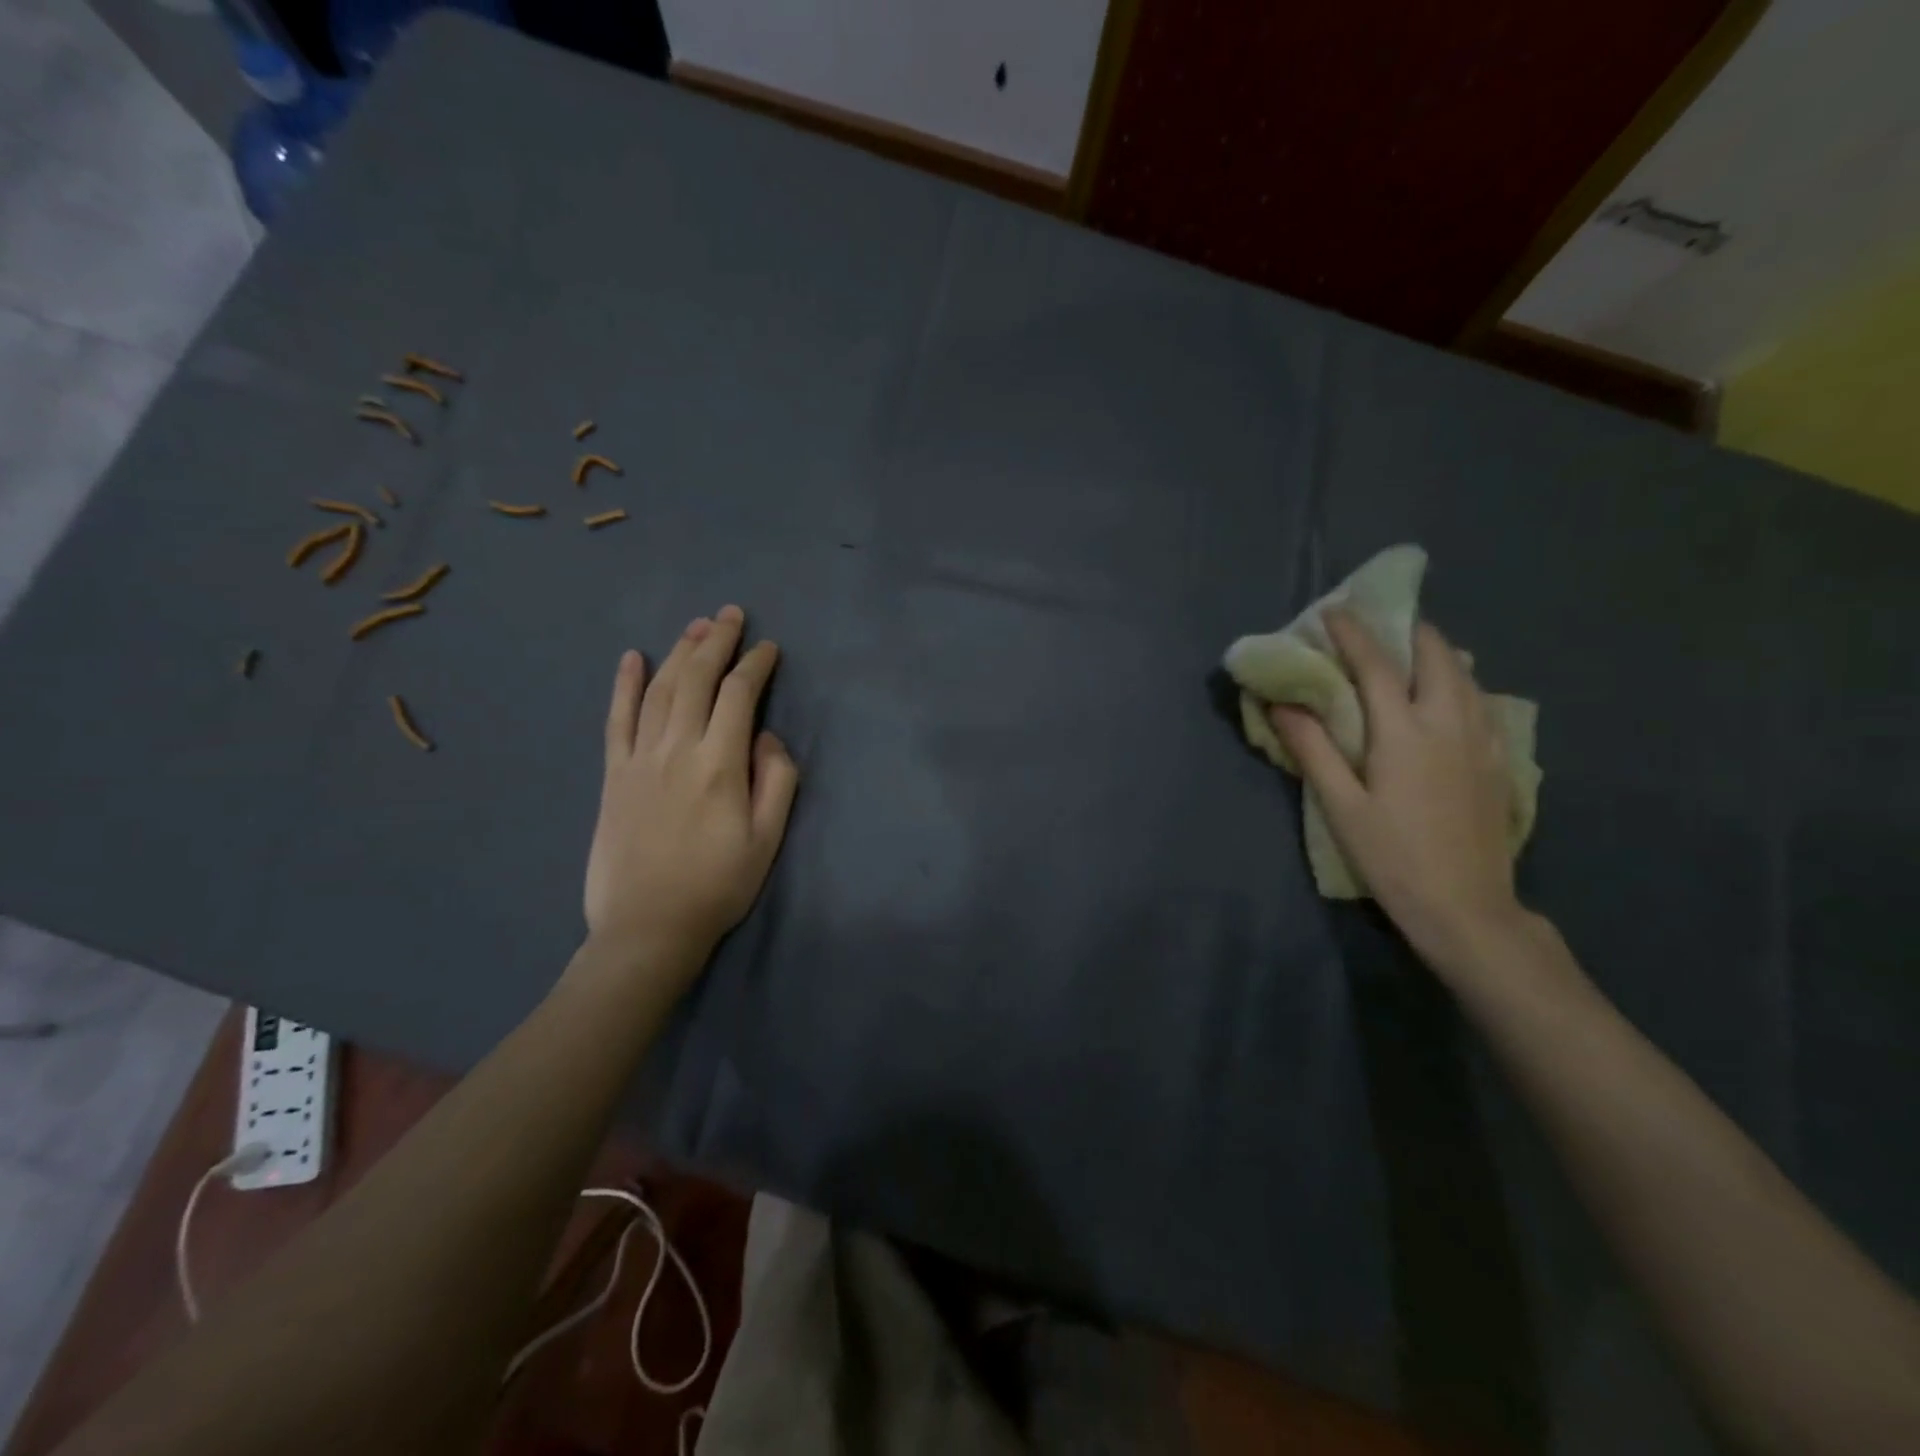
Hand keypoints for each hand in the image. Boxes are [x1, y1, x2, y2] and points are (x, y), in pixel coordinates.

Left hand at [583, 605, 798, 982]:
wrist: (647, 927)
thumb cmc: (717, 886)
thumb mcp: (767, 840)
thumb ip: (776, 781)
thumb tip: (767, 738)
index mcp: (719, 764)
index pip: (739, 696)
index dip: (755, 665)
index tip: (769, 648)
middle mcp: (676, 748)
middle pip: (696, 679)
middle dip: (716, 641)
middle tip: (731, 614)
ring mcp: (639, 759)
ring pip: (659, 689)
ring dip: (678, 652)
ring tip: (696, 626)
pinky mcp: (613, 775)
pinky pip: (616, 719)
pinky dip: (623, 685)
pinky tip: (631, 658)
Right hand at [1270, 610, 1523, 975]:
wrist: (1466, 906)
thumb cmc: (1392, 856)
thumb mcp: (1340, 805)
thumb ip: (1313, 748)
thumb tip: (1282, 704)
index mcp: (1405, 731)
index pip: (1376, 665)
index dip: (1353, 633)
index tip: (1334, 610)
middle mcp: (1449, 722)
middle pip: (1435, 655)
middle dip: (1407, 630)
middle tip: (1379, 625)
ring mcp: (1483, 740)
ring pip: (1466, 674)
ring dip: (1436, 652)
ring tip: (1411, 650)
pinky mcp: (1500, 761)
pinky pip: (1482, 701)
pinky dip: (1461, 681)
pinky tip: (1450, 695)